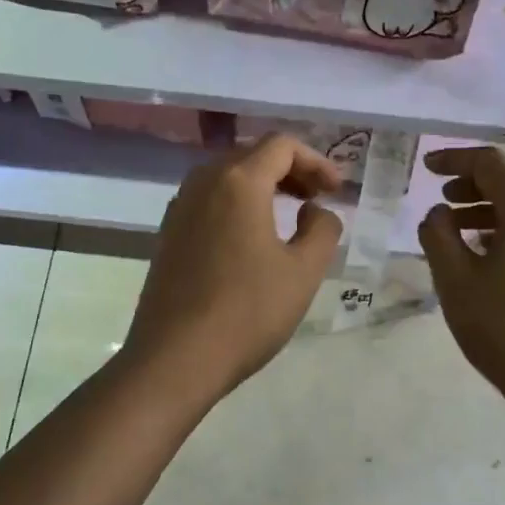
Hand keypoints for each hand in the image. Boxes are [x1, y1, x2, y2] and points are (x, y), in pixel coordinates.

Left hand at [123, 134, 344, 404]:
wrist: (175, 358)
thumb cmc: (247, 312)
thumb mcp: (303, 272)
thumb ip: (322, 229)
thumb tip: (315, 211)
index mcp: (238, 182)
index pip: (281, 146)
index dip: (316, 161)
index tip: (337, 190)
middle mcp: (203, 183)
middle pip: (252, 156)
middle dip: (290, 170)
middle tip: (317, 199)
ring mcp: (179, 208)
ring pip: (227, 178)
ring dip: (262, 186)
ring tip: (289, 214)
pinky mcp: (167, 235)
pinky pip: (209, 201)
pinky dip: (237, 205)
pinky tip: (251, 238)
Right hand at [417, 147, 504, 407]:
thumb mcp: (456, 281)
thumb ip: (439, 236)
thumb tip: (438, 214)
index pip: (491, 164)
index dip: (454, 160)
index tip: (426, 167)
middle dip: (475, 184)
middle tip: (443, 199)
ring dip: (492, 209)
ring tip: (459, 230)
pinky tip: (489, 258)